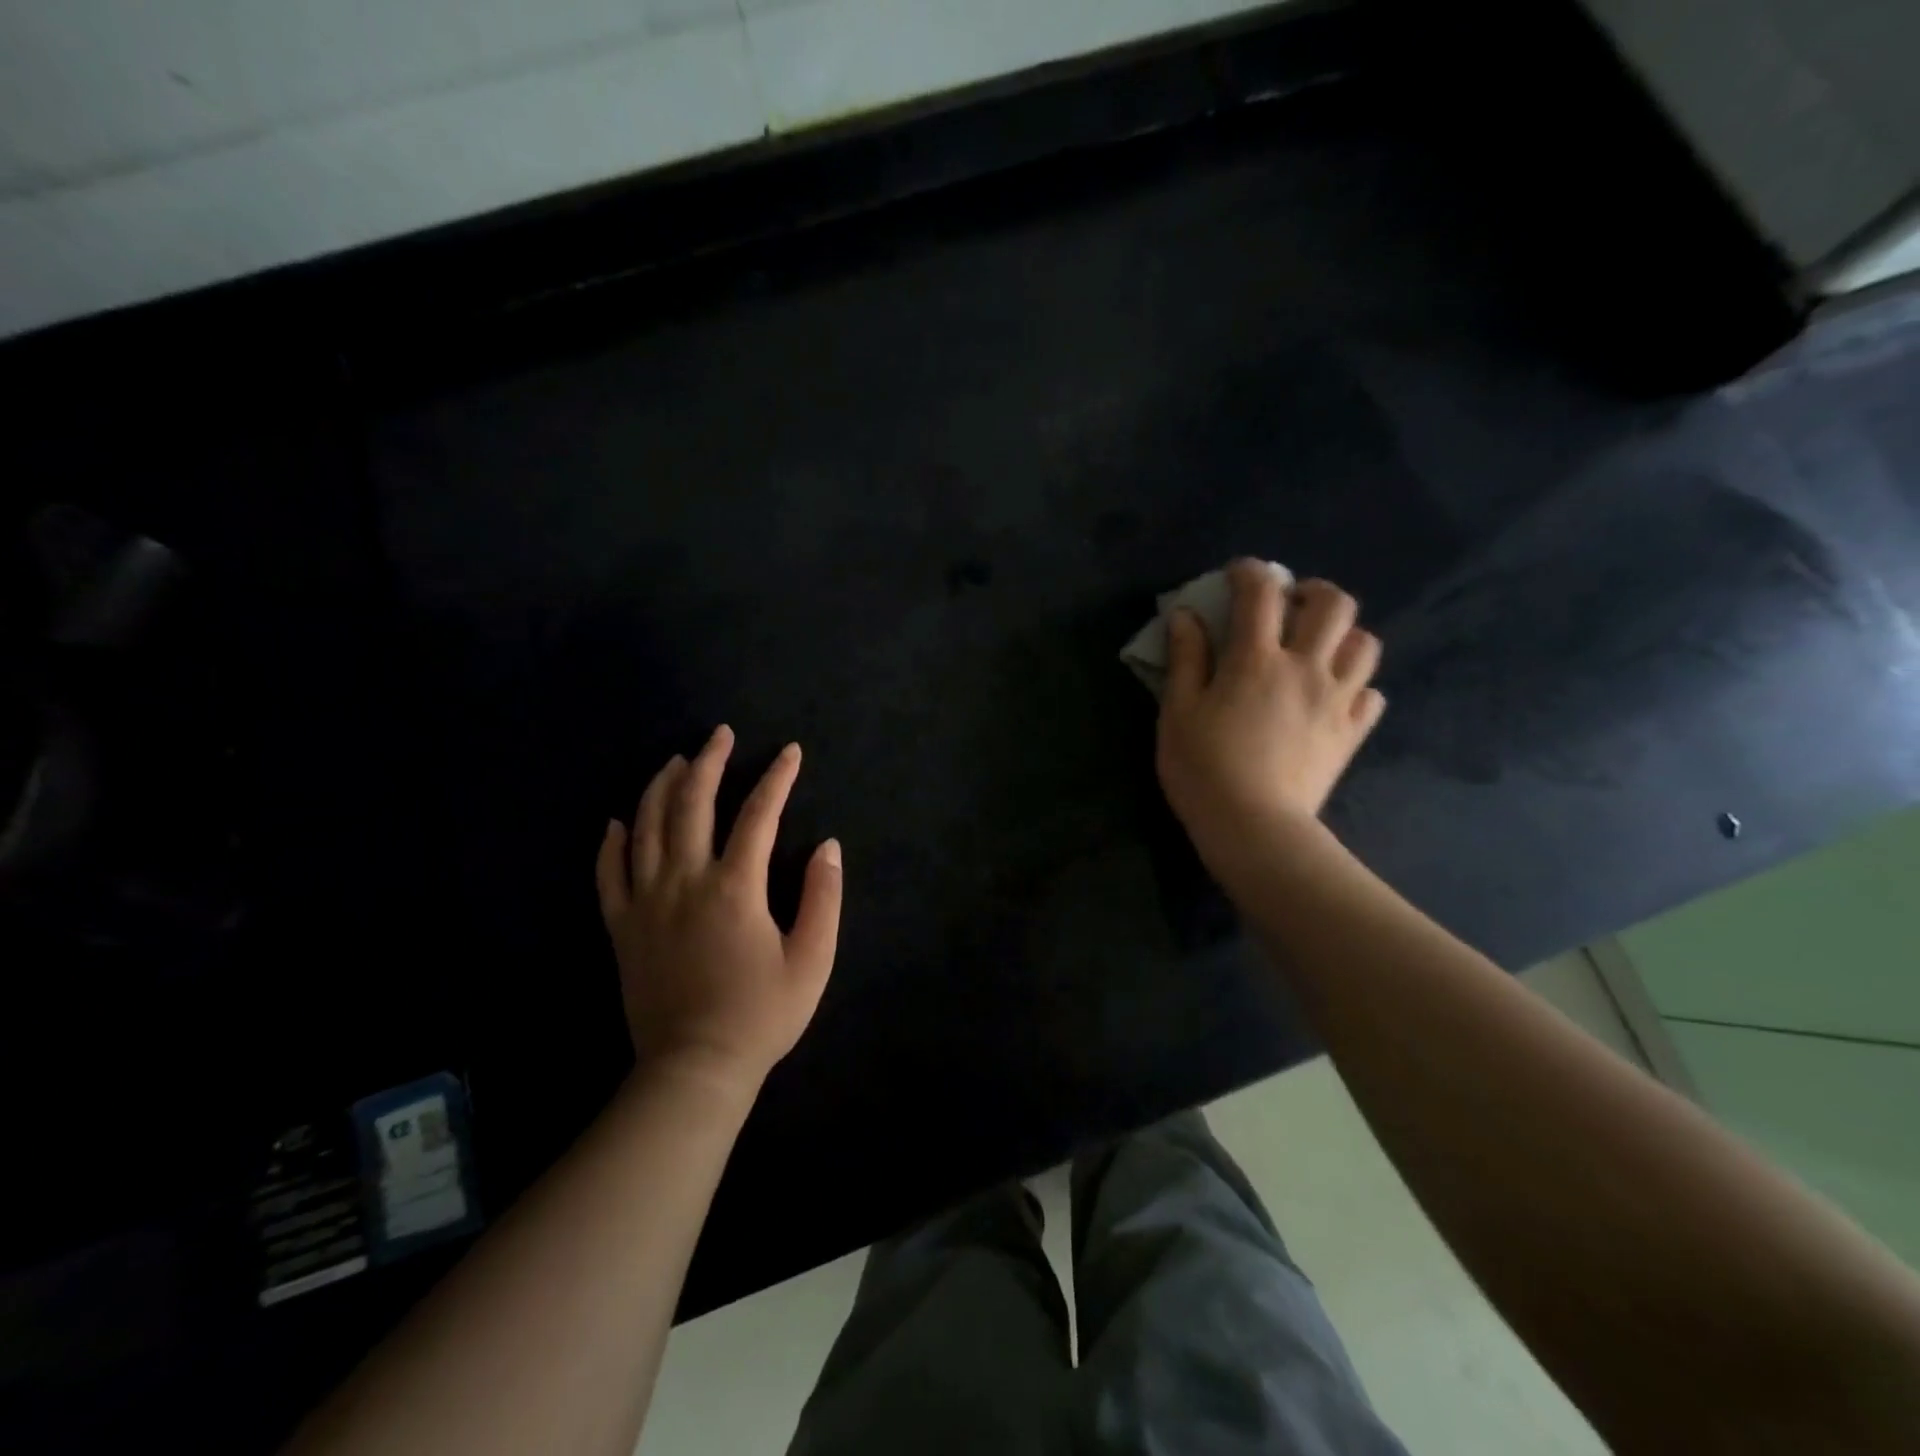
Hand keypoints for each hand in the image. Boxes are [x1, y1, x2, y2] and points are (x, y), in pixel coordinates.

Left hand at [596, 725, 842, 1095]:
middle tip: (720, 735)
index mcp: (735, 888)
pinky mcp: (622, 927)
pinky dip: (611, 843)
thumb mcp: (812, 960)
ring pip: (646, 828)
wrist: (695, 1068)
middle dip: (708, 762)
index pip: (759, 815)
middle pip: (692, 805)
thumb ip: (824, 898)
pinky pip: (609, 874)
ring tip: (676, 761)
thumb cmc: (761, 1015)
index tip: (790, 752)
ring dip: (661, 787)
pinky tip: (616, 821)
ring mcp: (646, 903)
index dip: (777, 778)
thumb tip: (828, 846)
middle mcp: (685, 882)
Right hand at [1157, 562, 1385, 875]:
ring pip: (1365, 644)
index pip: (1261, 593)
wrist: (1254, 828)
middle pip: (1334, 605)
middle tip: (1290, 606)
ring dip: (1343, 635)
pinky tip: (1334, 696)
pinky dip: (1356, 686)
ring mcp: (1336, 700)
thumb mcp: (1177, 713)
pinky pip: (1371, 694)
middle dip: (1313, 592)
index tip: (1238, 574)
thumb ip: (1185, 659)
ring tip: (1318, 648)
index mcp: (1256, 659)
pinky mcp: (1351, 733)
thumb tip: (1185, 615)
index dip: (1250, 572)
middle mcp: (1305, 668)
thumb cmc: (1203, 769)